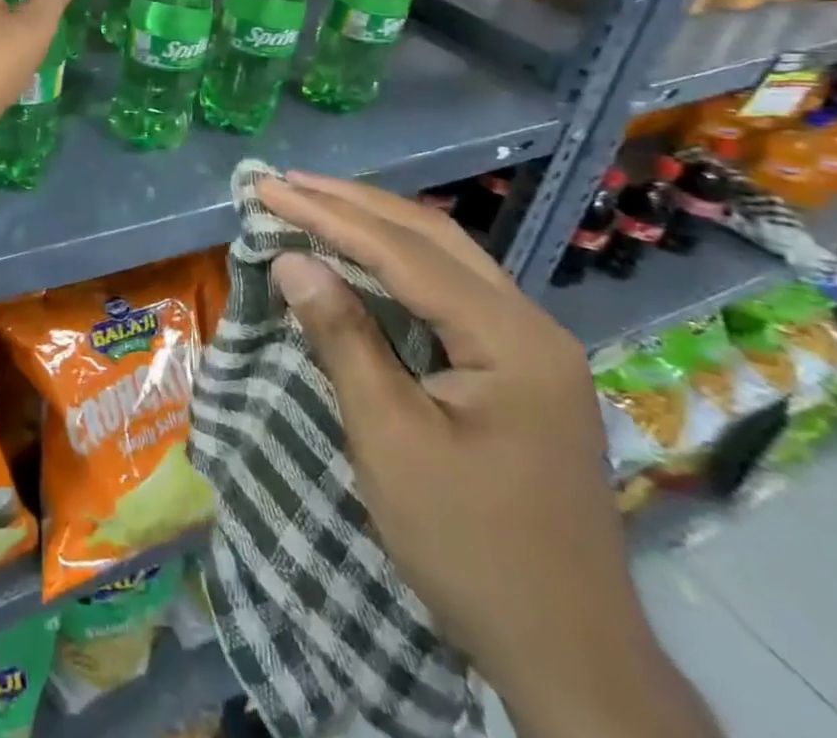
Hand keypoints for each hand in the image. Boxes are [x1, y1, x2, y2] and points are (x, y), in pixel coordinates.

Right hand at [260, 173, 718, 737]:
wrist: (568, 655)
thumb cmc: (470, 546)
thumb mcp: (391, 438)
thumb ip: (344, 337)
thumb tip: (292, 259)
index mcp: (512, 339)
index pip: (404, 253)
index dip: (328, 216)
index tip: (268, 188)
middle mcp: (531, 325)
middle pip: (431, 237)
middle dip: (352, 204)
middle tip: (284, 182)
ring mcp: (531, 347)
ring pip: (444, 257)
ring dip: (374, 225)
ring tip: (313, 201)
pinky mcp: (518, 370)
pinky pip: (449, 291)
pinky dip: (396, 263)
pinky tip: (361, 257)